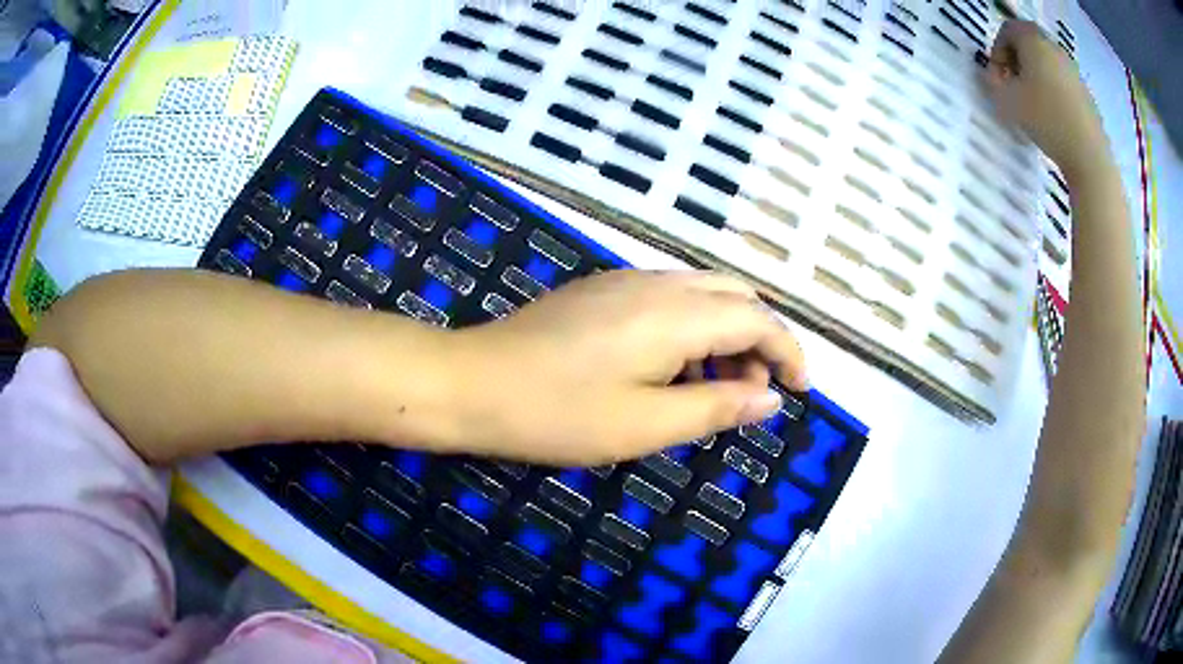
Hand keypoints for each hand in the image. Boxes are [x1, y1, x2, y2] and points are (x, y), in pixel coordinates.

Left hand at [449, 270, 806, 464]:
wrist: (471, 382)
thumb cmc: (557, 413)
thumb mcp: (645, 424)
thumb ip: (715, 407)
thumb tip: (769, 398)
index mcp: (675, 314)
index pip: (757, 319)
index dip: (788, 351)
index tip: (801, 390)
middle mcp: (657, 283)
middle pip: (734, 296)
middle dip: (760, 340)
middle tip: (755, 393)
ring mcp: (624, 281)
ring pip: (701, 294)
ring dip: (725, 335)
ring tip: (716, 390)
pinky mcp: (600, 291)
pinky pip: (667, 299)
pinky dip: (691, 329)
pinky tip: (672, 369)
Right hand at [985, 20, 1106, 177]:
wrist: (1089, 156)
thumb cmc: (1046, 120)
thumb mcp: (1007, 102)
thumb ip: (993, 83)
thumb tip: (993, 76)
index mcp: (1033, 41)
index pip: (1008, 30)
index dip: (998, 50)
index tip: (998, 77)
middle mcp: (1054, 48)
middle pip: (1029, 44)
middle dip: (1018, 62)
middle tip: (1014, 88)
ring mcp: (1073, 71)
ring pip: (1047, 64)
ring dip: (1037, 77)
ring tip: (1034, 106)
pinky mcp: (1086, 94)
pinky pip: (1063, 83)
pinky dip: (1055, 92)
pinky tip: (1054, 117)